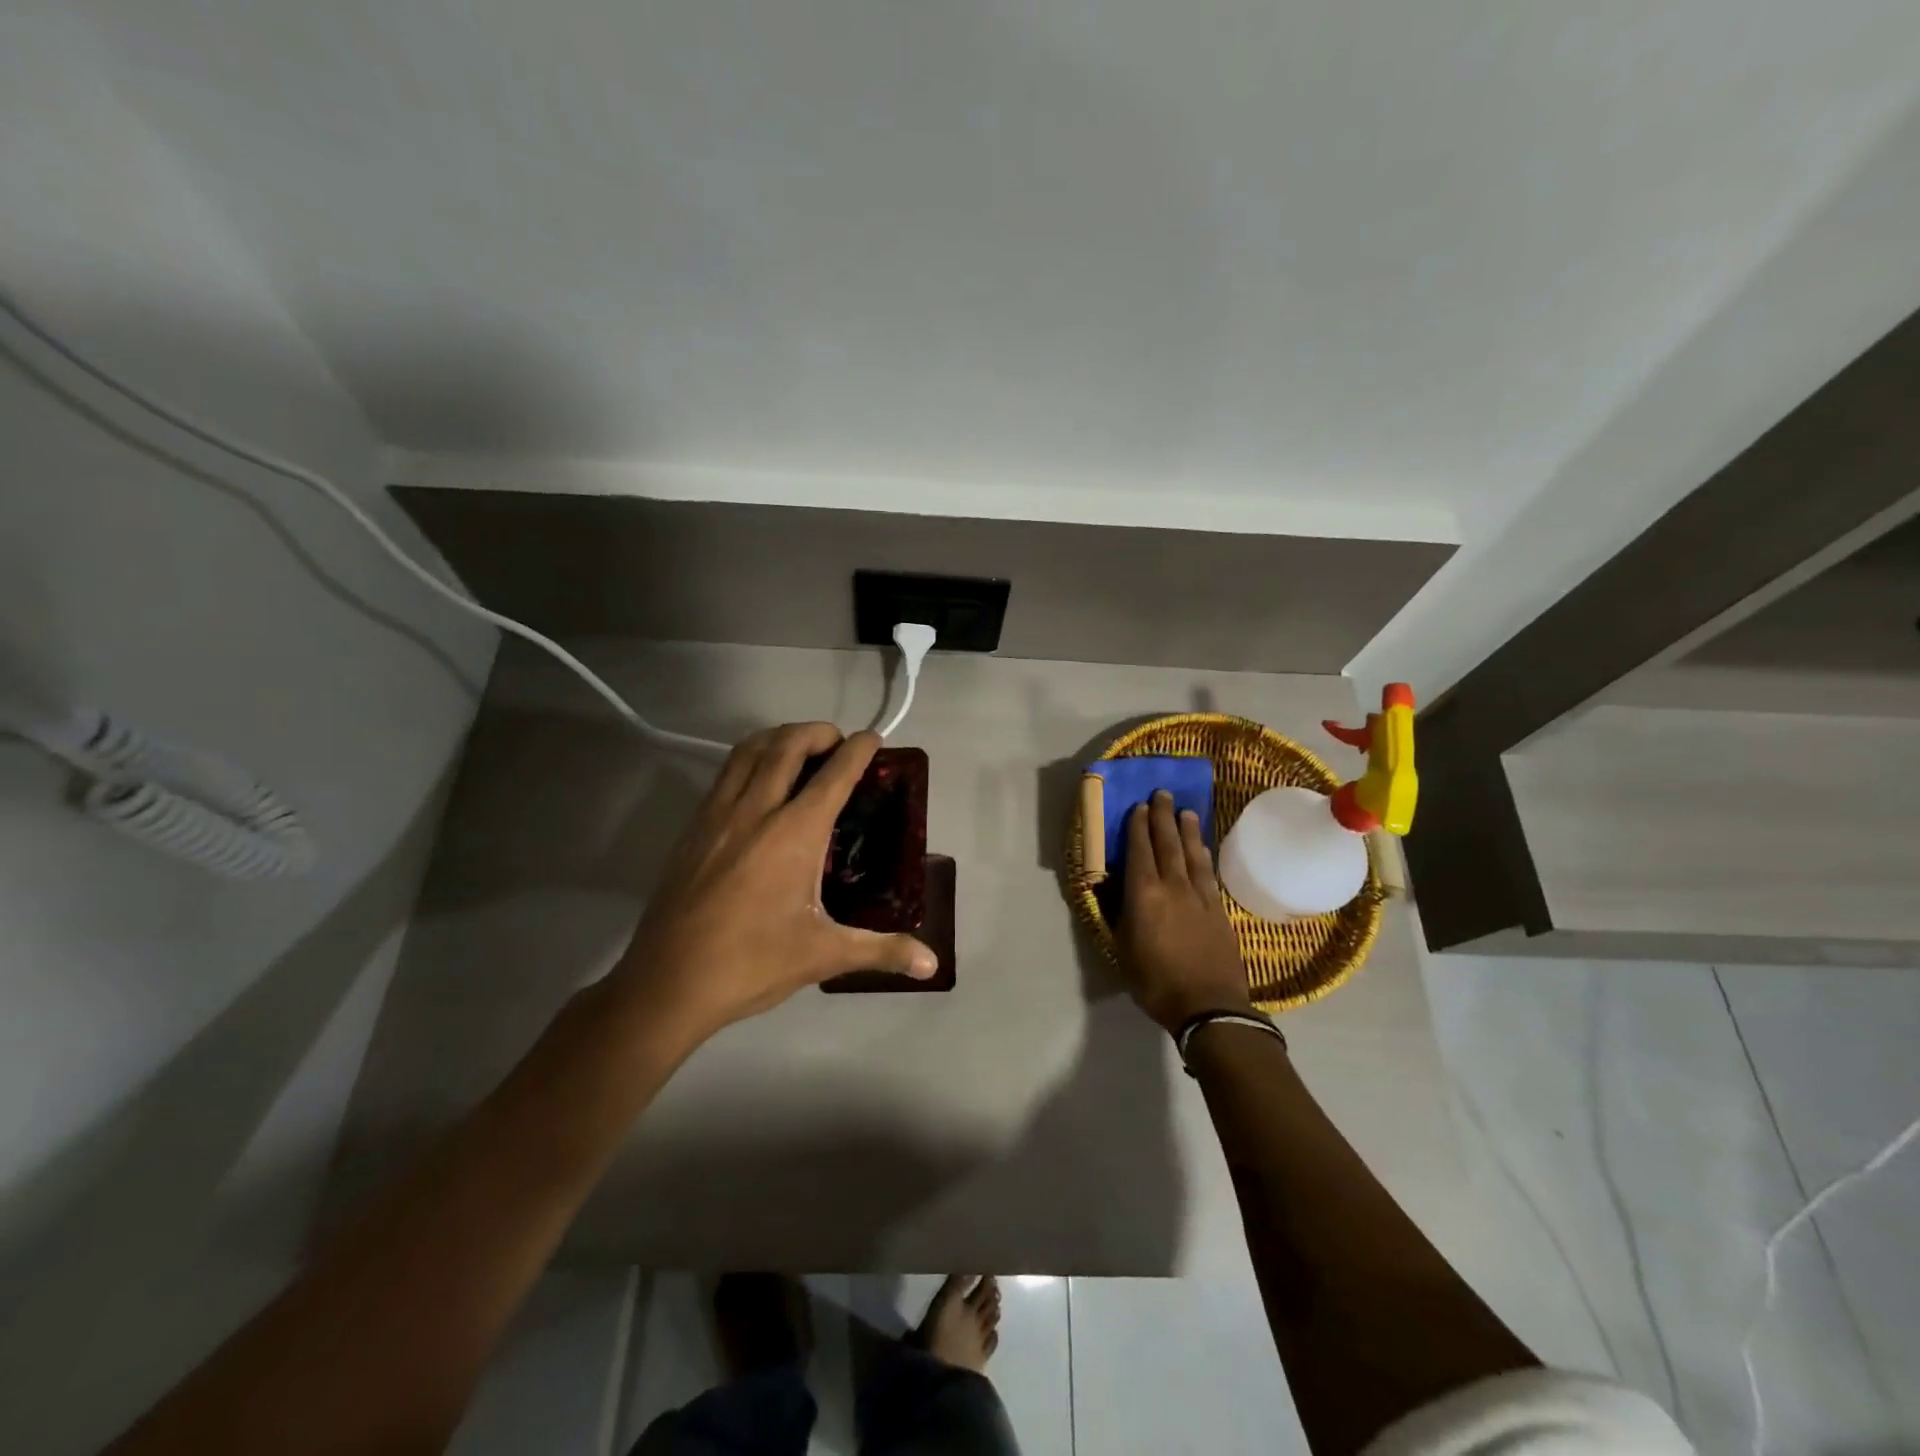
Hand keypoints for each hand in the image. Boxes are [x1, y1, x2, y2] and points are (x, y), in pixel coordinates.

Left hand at [611, 724, 937, 1038]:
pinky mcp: (694, 827)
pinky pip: (726, 772)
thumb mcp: (823, 954)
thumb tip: (933, 964)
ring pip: (749, 750)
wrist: (668, 983)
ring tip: (800, 748)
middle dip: (818, 731)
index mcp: (794, 833)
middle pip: (788, 745)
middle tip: (838, 743)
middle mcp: (756, 810)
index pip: (834, 774)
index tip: (874, 739)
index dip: (858, 749)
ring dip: (780, 737)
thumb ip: (882, 950)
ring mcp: (718, 814)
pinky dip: (750, 758)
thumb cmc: (752, 964)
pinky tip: (759, 783)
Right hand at [1115, 790, 1253, 1032]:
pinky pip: (1208, 873)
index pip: (1140, 851)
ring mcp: (1200, 897)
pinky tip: (1202, 848)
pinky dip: (1203, 855)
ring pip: (1191, 854)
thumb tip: (1109, 887)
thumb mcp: (1123, 949)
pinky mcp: (1219, 910)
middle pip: (1167, 844)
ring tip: (1185, 811)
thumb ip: (1117, 914)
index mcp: (1144, 895)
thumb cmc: (1155, 981)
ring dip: (1186, 830)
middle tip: (1162, 794)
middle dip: (1162, 817)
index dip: (1138, 827)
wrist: (1209, 1006)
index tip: (1138, 807)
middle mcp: (1173, 887)